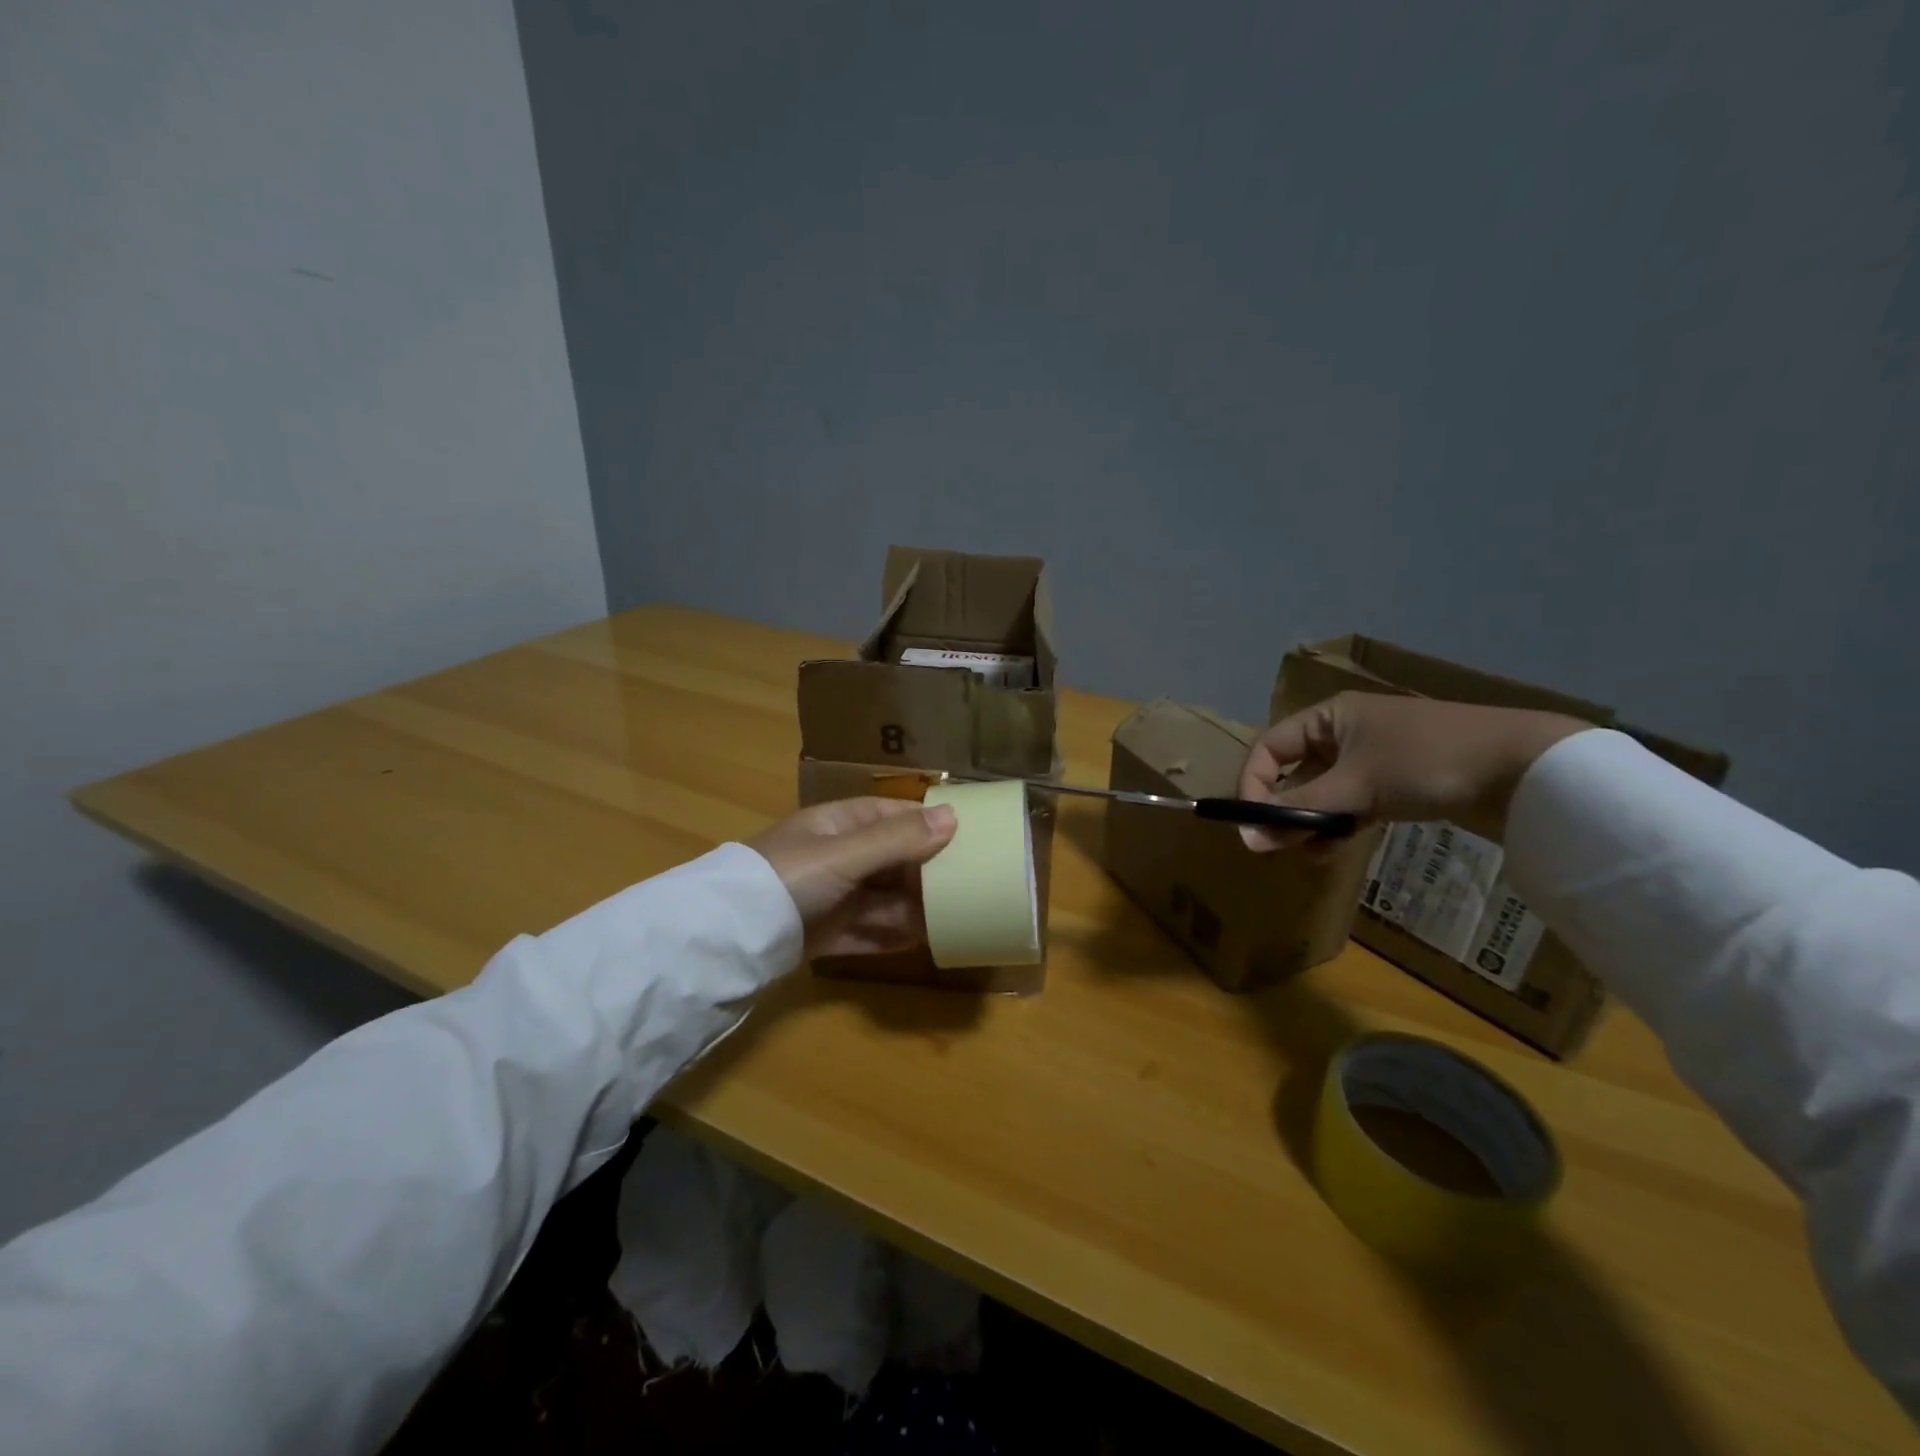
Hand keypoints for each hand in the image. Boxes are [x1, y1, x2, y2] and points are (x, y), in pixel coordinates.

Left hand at [747, 797, 957, 957]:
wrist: (730, 937)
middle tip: (972, 881)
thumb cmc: (790, 877)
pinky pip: (869, 931)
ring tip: (957, 916)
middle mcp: (836, 857)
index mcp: (837, 825)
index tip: (966, 831)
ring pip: (883, 898)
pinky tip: (924, 941)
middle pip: (891, 859)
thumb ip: (898, 838)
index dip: (925, 820)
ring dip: (915, 907)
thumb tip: (954, 816)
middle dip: (926, 870)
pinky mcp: (826, 934)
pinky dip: (893, 935)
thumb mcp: (845, 853)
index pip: (890, 813)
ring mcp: (831, 897)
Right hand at [1237, 691, 1589, 850]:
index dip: (1254, 783)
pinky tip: (1336, 848)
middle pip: (1295, 772)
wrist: (1526, 767)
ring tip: (1310, 853)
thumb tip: (1246, 839)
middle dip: (1284, 809)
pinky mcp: (1396, 783)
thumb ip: (1299, 811)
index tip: (1253, 823)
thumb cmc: (1427, 761)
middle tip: (1279, 846)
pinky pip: (1351, 803)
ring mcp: (1372, 759)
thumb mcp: (1356, 785)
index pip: (1270, 748)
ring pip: (1323, 793)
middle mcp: (1344, 733)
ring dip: (1311, 823)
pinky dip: (1340, 824)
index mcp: (1329, 717)